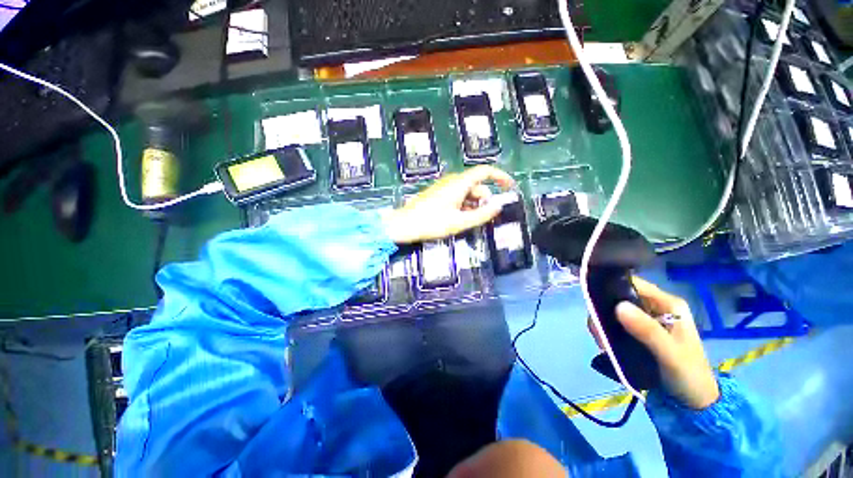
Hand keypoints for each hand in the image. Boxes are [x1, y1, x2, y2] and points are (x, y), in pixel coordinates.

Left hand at [380, 165, 514, 243]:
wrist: (404, 225)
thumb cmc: (431, 223)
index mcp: (459, 183)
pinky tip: (459, 219)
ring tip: (468, 222)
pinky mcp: (439, 193)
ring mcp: (445, 187)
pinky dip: (464, 206)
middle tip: (484, 218)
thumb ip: (481, 214)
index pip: (485, 171)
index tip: (510, 187)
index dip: (500, 177)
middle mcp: (453, 181)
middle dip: (485, 200)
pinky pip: (458, 196)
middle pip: (477, 185)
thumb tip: (498, 206)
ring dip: (474, 205)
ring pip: (467, 192)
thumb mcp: (459, 222)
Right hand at [588, 277, 719, 408]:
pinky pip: (614, 325)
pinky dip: (605, 332)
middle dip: (603, 311)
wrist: (693, 403)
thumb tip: (617, 306)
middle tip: (597, 331)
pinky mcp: (637, 332)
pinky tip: (605, 345)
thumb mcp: (670, 353)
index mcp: (667, 304)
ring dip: (602, 324)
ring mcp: (645, 320)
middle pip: (619, 297)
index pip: (633, 284)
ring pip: (613, 312)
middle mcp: (654, 307)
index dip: (611, 287)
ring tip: (601, 342)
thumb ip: (647, 330)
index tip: (593, 302)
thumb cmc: (688, 375)